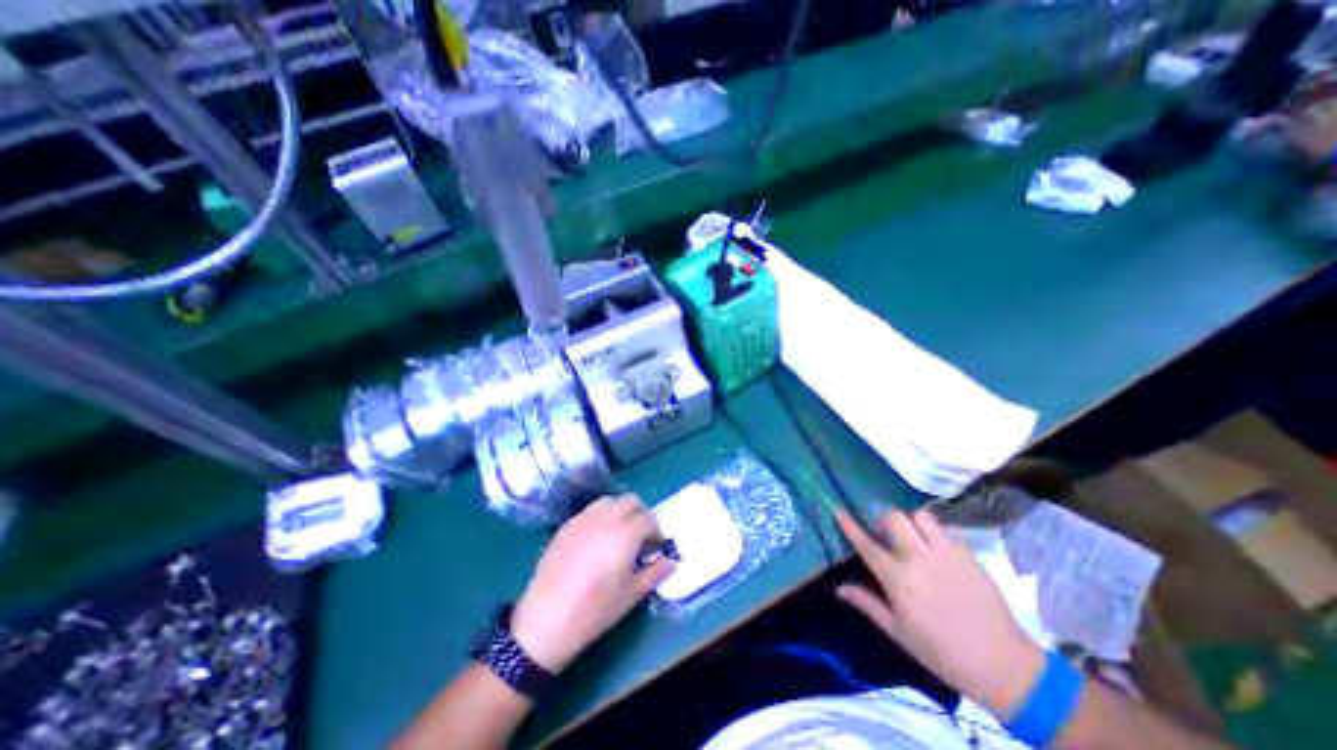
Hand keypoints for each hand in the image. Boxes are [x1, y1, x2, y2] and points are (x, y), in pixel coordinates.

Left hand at [514, 496, 678, 671]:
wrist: (546, 619)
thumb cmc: (595, 610)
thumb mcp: (631, 595)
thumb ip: (655, 573)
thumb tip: (672, 562)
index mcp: (626, 533)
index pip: (649, 519)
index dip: (656, 532)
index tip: (655, 547)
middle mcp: (606, 518)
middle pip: (631, 501)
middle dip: (640, 514)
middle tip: (640, 536)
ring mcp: (584, 519)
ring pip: (609, 501)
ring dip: (619, 511)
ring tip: (618, 534)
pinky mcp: (567, 526)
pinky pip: (589, 511)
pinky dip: (600, 517)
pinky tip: (595, 540)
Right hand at [833, 511, 1043, 718]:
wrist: (1004, 665)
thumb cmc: (942, 652)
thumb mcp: (898, 632)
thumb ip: (867, 604)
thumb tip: (838, 588)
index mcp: (899, 579)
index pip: (866, 544)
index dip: (849, 525)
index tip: (838, 509)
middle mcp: (919, 558)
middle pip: (893, 518)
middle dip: (882, 518)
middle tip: (883, 530)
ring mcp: (946, 553)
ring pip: (920, 516)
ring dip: (911, 522)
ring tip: (912, 536)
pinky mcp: (968, 554)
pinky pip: (944, 530)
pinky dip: (934, 534)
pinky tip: (936, 550)